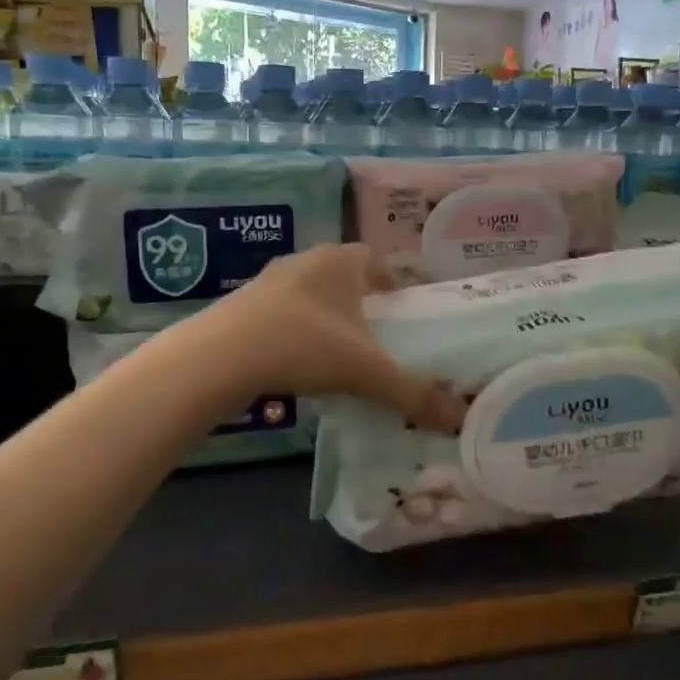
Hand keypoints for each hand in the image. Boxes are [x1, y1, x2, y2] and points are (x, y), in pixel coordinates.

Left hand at [188, 245, 464, 432]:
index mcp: (341, 261)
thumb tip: (458, 420)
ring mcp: (270, 279)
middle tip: (380, 333)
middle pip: (345, 275)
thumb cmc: (304, 345)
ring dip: (328, 315)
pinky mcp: (244, 304)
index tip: (407, 309)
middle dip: (363, 300)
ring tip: (342, 350)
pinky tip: (300, 361)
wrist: (221, 356)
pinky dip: (298, 330)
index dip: (395, 282)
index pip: (377, 260)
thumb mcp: (366, 372)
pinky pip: (284, 311)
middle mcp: (306, 260)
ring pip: (312, 293)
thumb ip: (413, 394)